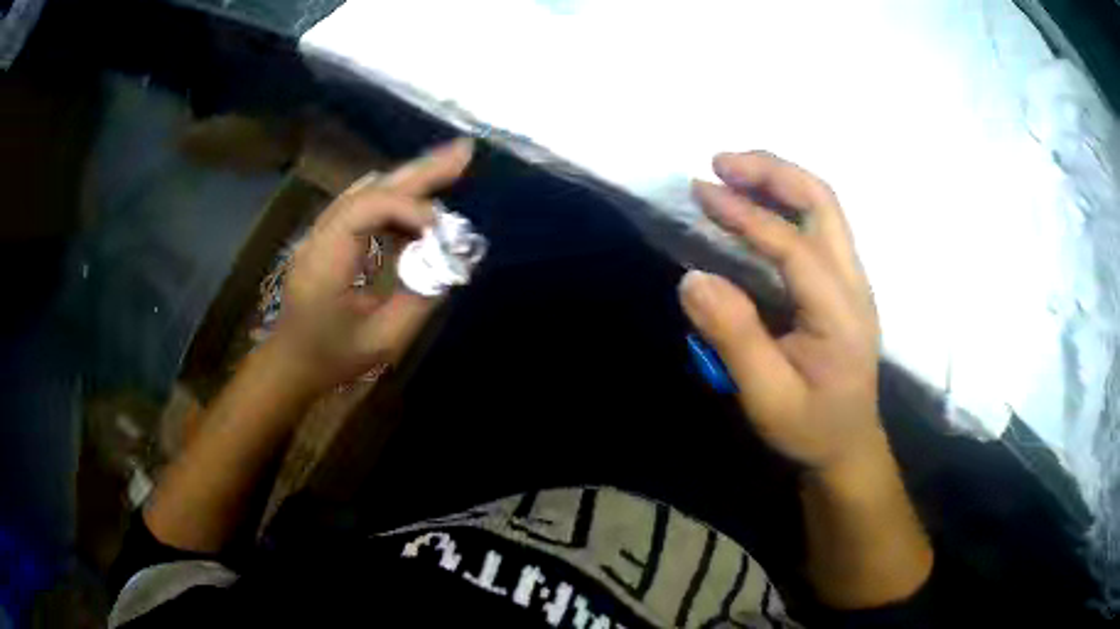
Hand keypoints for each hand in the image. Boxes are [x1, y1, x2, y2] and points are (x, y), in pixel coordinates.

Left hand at [272, 138, 474, 391]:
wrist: (290, 362)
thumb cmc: (332, 357)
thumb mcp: (381, 341)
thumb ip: (418, 300)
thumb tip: (451, 262)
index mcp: (326, 260)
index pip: (367, 208)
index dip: (409, 208)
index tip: (442, 232)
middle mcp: (320, 235)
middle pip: (371, 187)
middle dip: (420, 169)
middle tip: (464, 151)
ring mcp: (322, 232)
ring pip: (369, 190)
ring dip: (411, 178)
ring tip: (452, 166)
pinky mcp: (329, 236)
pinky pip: (365, 203)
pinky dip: (397, 197)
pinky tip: (421, 199)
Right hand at [680, 151, 882, 475]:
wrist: (849, 446)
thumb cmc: (811, 427)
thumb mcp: (768, 397)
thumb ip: (735, 338)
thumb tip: (693, 278)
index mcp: (839, 311)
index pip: (792, 243)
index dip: (745, 214)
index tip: (700, 191)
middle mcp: (853, 283)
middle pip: (822, 201)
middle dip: (772, 172)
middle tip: (721, 162)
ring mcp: (852, 280)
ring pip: (824, 207)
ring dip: (779, 180)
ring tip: (732, 172)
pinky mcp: (843, 284)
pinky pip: (819, 225)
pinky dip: (786, 201)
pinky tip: (757, 204)